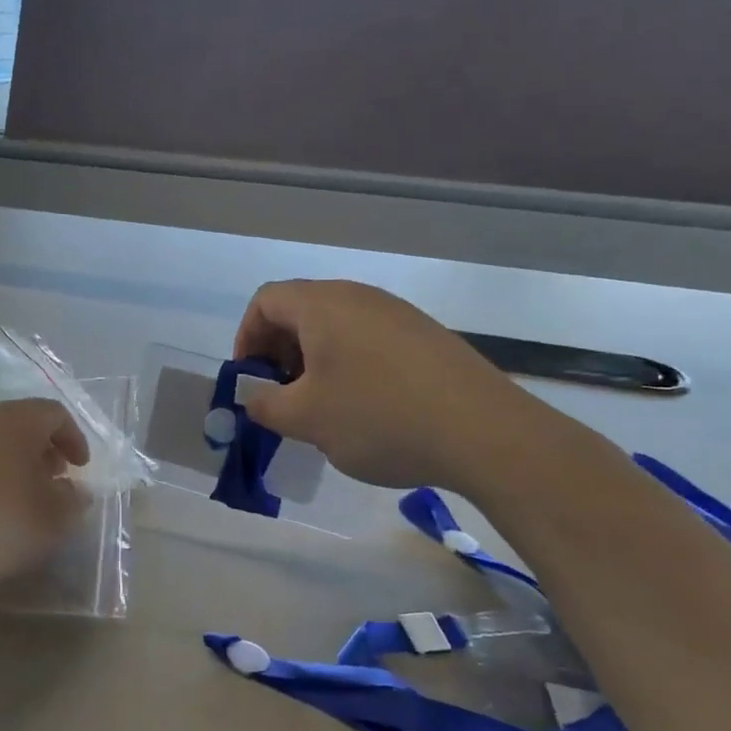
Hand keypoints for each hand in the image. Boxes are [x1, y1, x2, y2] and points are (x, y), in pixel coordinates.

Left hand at [0, 398, 90, 595]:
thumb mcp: (54, 518)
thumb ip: (73, 500)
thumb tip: (74, 490)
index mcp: (16, 420)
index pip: (54, 412)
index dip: (74, 438)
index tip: (81, 469)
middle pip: (20, 423)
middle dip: (43, 449)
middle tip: (54, 481)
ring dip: (13, 464)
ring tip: (21, 499)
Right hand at [233, 279, 549, 492]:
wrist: (484, 432)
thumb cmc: (378, 417)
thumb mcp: (306, 419)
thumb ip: (264, 404)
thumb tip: (254, 396)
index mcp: (323, 305)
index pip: (265, 301)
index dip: (246, 338)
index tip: (251, 381)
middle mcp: (360, 297)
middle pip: (301, 310)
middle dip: (279, 352)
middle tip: (281, 397)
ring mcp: (398, 314)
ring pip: (337, 328)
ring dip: (315, 362)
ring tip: (321, 408)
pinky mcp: (426, 337)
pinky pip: (369, 341)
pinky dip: (350, 366)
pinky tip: (365, 409)